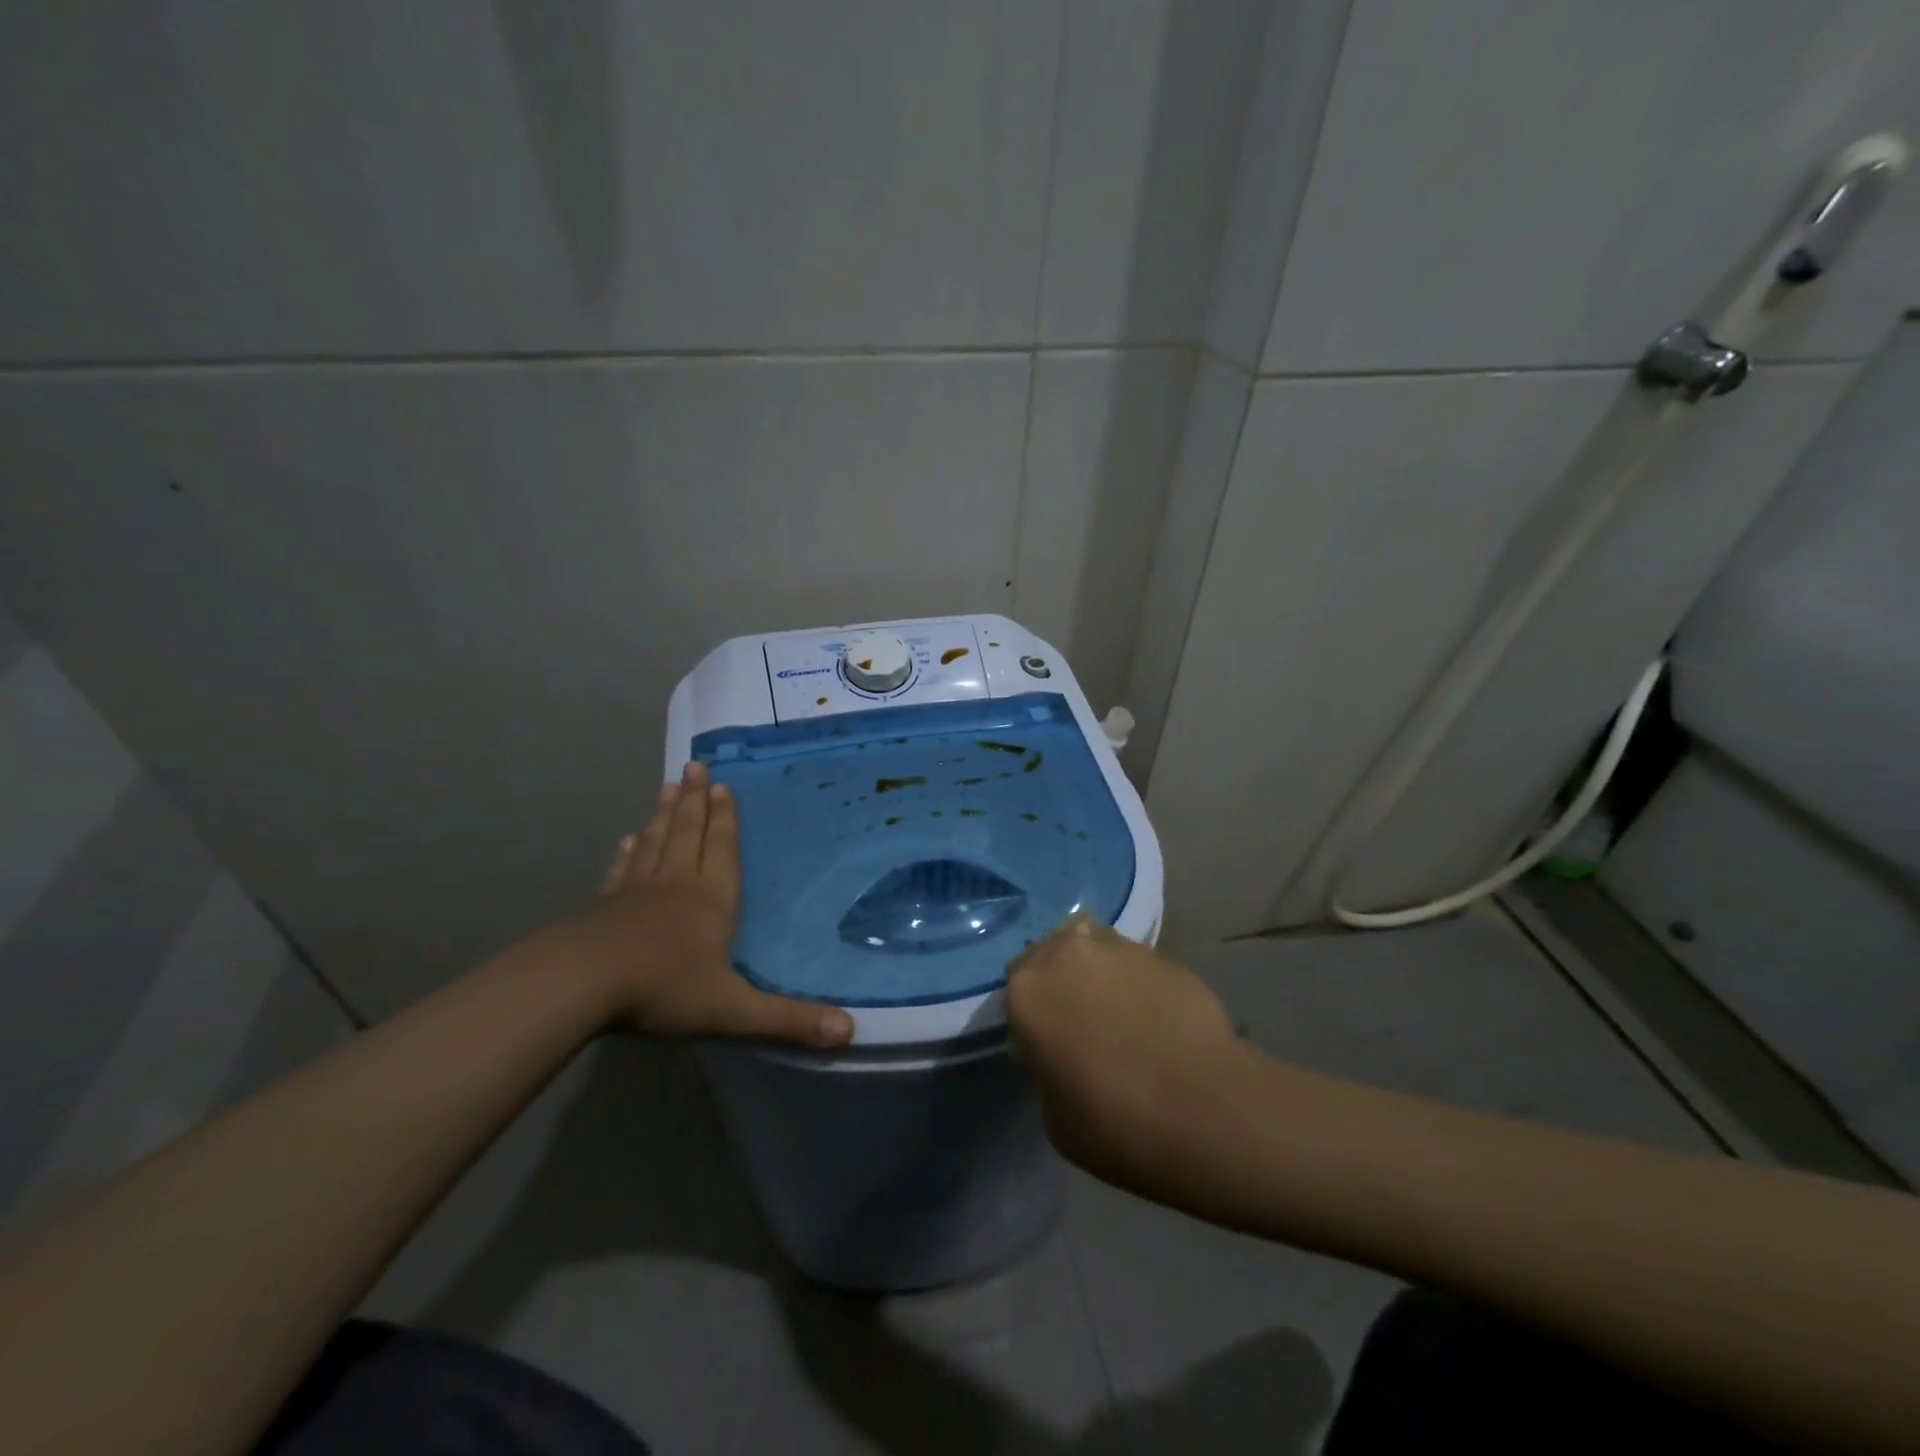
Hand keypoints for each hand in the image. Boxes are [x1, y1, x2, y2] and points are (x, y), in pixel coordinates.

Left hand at [549, 761, 853, 1048]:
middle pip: (687, 834)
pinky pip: (620, 871)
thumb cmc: (662, 989)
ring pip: (655, 843)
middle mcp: (675, 885)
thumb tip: (851, 1033)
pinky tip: (627, 840)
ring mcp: (634, 893)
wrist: (579, 984)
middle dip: (694, 801)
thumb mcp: (733, 1011)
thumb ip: (789, 1022)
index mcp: (710, 901)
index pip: (722, 850)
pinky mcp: (601, 908)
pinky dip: (627, 853)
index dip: (725, 819)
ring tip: (668, 787)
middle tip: (694, 766)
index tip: (722, 785)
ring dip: (664, 815)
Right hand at [1007, 917, 1247, 1194]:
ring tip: (1121, 1016)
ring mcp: (1120, 949)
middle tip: (1081, 1022)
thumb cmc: (1114, 1123)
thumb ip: (1048, 1065)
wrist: (1205, 1110)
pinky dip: (1138, 985)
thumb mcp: (1053, 1113)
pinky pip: (1137, 965)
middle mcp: (1068, 954)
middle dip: (1061, 980)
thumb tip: (1066, 1051)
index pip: (1015, 986)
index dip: (1031, 1014)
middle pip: (1053, 953)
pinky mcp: (1164, 957)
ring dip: (1099, 975)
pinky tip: (1156, 1021)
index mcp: (1029, 989)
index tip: (1047, 1043)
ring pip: (1096, 950)